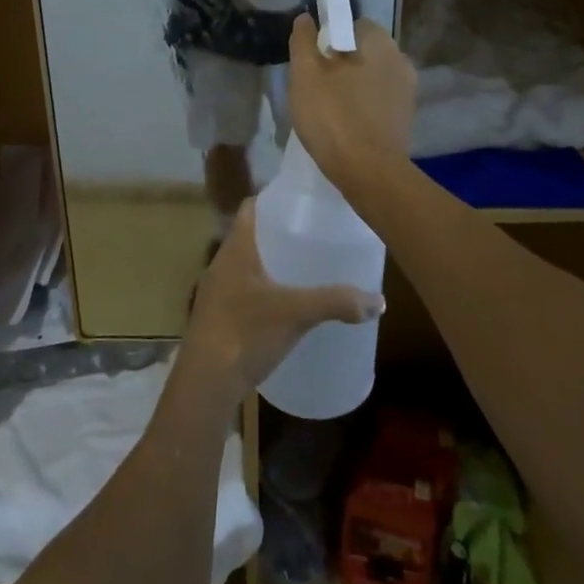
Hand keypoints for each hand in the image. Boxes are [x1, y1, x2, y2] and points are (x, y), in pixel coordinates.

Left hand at [180, 199, 381, 404]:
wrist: (205, 383)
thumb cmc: (246, 332)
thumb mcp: (296, 313)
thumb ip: (336, 302)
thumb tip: (378, 300)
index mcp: (236, 248)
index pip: (251, 207)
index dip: (274, 199)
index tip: (303, 202)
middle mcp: (222, 262)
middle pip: (252, 235)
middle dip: (280, 233)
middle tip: (314, 235)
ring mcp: (217, 291)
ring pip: (247, 265)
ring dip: (271, 263)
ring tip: (305, 268)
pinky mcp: (218, 317)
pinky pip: (244, 291)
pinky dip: (264, 290)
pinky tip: (285, 306)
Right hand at [287, 13, 415, 196]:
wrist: (370, 173)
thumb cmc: (334, 117)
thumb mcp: (305, 75)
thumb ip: (303, 41)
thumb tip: (306, 18)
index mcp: (380, 41)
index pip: (351, 23)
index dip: (328, 37)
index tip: (311, 59)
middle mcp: (400, 59)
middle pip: (362, 50)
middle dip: (340, 62)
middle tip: (314, 85)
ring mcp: (407, 90)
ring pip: (370, 76)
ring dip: (351, 85)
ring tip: (326, 107)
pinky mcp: (406, 117)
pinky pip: (378, 99)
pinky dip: (362, 105)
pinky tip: (344, 123)